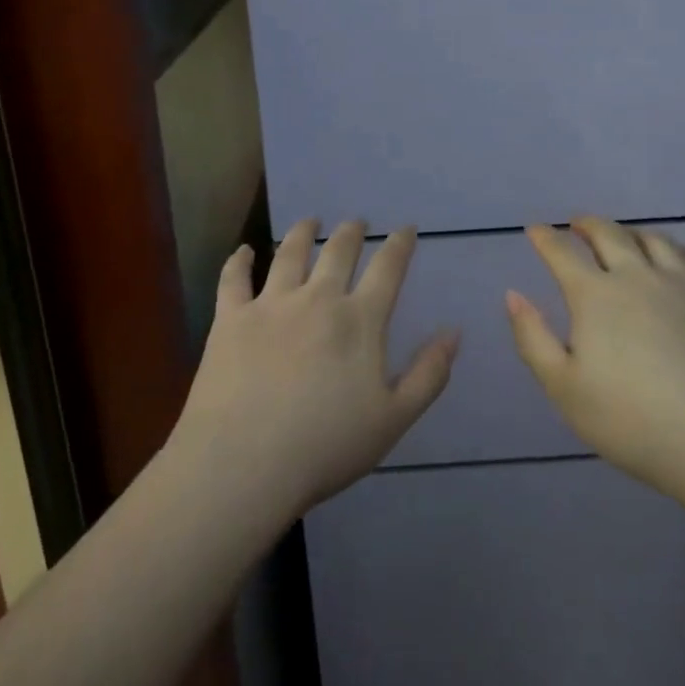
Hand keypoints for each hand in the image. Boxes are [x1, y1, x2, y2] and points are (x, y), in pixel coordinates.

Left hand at [169, 220, 458, 522]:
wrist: (245, 464)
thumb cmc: (326, 447)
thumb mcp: (394, 419)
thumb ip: (429, 374)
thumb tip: (453, 332)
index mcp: (360, 320)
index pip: (387, 268)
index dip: (400, 244)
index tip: (405, 228)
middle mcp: (317, 299)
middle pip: (338, 251)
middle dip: (351, 232)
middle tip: (356, 221)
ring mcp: (271, 304)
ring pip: (289, 253)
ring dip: (302, 232)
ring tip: (309, 222)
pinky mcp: (231, 318)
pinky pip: (235, 278)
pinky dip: (240, 260)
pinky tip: (244, 250)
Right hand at [505, 217, 684, 504]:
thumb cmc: (635, 422)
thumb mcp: (565, 389)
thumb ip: (533, 338)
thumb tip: (513, 294)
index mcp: (596, 295)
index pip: (561, 253)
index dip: (544, 238)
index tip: (535, 229)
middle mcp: (638, 276)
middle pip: (609, 235)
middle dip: (587, 224)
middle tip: (577, 224)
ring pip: (655, 241)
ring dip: (633, 232)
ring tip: (625, 236)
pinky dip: (682, 251)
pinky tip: (680, 257)